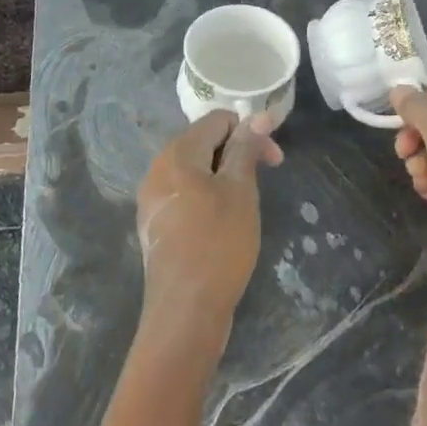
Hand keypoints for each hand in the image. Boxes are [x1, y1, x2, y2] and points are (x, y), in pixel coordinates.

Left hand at [135, 111, 282, 342]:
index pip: (217, 120)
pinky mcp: (155, 223)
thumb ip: (246, 149)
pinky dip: (207, 196)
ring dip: (224, 176)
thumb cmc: (218, 244)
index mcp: (177, 153)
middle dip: (238, 153)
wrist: (185, 310)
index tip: (274, 160)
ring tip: (246, 204)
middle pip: (203, 142)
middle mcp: (157, 168)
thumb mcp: (240, 191)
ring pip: (195, 170)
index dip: (249, 132)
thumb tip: (257, 116)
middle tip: (266, 179)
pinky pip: (185, 193)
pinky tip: (223, 223)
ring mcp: (152, 197)